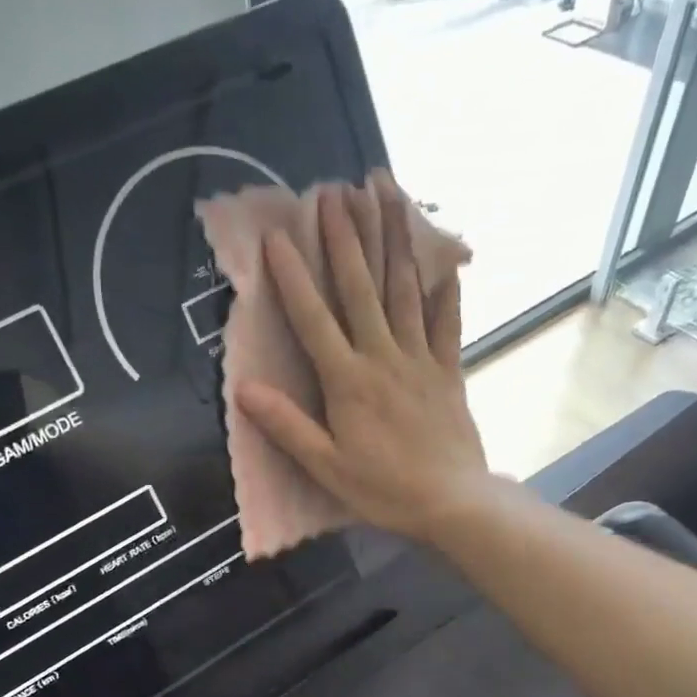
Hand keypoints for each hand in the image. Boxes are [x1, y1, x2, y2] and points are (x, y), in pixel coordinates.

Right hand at [232, 175, 494, 543]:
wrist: (452, 503)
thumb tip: (243, 390)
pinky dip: (445, 291)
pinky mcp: (449, 371)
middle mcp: (383, 357)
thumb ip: (287, 425)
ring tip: (387, 198)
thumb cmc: (383, 490)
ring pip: (404, 292)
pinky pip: (447, 323)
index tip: (278, 236)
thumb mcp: (326, 467)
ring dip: (393, 242)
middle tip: (334, 193)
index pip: (314, 319)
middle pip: (361, 289)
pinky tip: (445, 260)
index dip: (294, 277)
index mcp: (348, 381)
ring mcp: (421, 360)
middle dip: (345, 239)